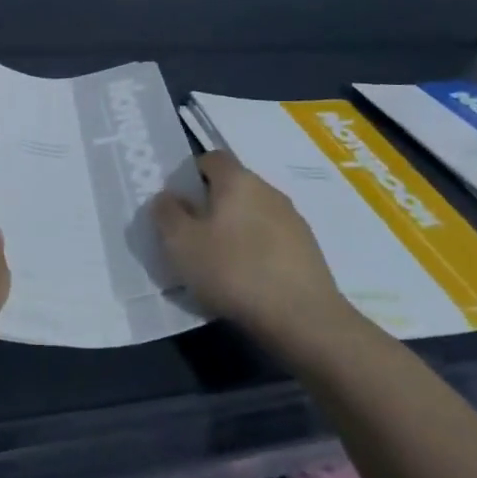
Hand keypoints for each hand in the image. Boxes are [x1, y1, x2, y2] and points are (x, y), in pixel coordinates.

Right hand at [152, 151, 347, 345]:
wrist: (304, 319)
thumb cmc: (234, 271)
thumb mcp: (181, 244)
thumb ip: (167, 214)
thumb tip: (168, 197)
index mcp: (237, 180)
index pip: (211, 158)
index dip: (192, 175)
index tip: (180, 204)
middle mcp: (268, 190)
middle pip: (234, 187)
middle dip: (213, 206)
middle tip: (194, 238)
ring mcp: (293, 220)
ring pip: (254, 214)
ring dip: (236, 231)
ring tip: (221, 266)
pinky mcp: (309, 250)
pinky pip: (273, 241)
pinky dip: (258, 252)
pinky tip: (249, 282)